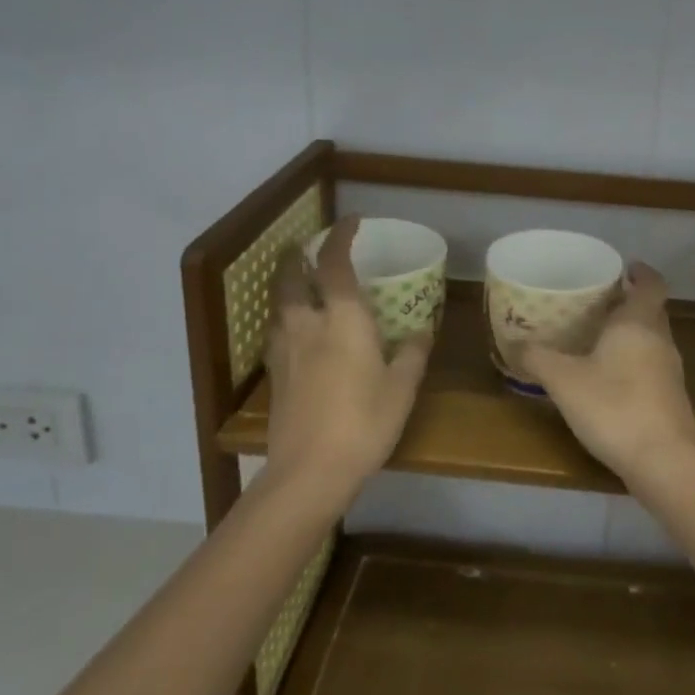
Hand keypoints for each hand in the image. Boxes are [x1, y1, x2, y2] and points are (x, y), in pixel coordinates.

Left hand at [262, 216, 432, 503]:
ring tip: (300, 285)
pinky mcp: (274, 376)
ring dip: (287, 286)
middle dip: (298, 257)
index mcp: (342, 319)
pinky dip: (284, 318)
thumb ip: (411, 354)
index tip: (351, 222)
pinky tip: (295, 332)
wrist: (308, 472)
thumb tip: (420, 331)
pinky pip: (276, 332)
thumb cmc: (363, 422)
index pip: (336, 264)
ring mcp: (284, 350)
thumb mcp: (401, 388)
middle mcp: (307, 325)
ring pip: (279, 304)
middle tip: (308, 248)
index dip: (341, 237)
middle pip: (292, 278)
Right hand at [519, 263, 694, 483]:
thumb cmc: (614, 407)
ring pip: (652, 339)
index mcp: (639, 323)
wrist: (664, 463)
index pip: (652, 283)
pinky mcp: (671, 400)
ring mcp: (670, 372)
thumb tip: (514, 343)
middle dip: (629, 302)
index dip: (640, 272)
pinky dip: (633, 361)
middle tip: (598, 301)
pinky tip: (610, 378)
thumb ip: (538, 358)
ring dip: (631, 333)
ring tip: (598, 337)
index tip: (624, 267)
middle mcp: (660, 341)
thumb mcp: (564, 380)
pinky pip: (652, 366)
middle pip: (652, 310)